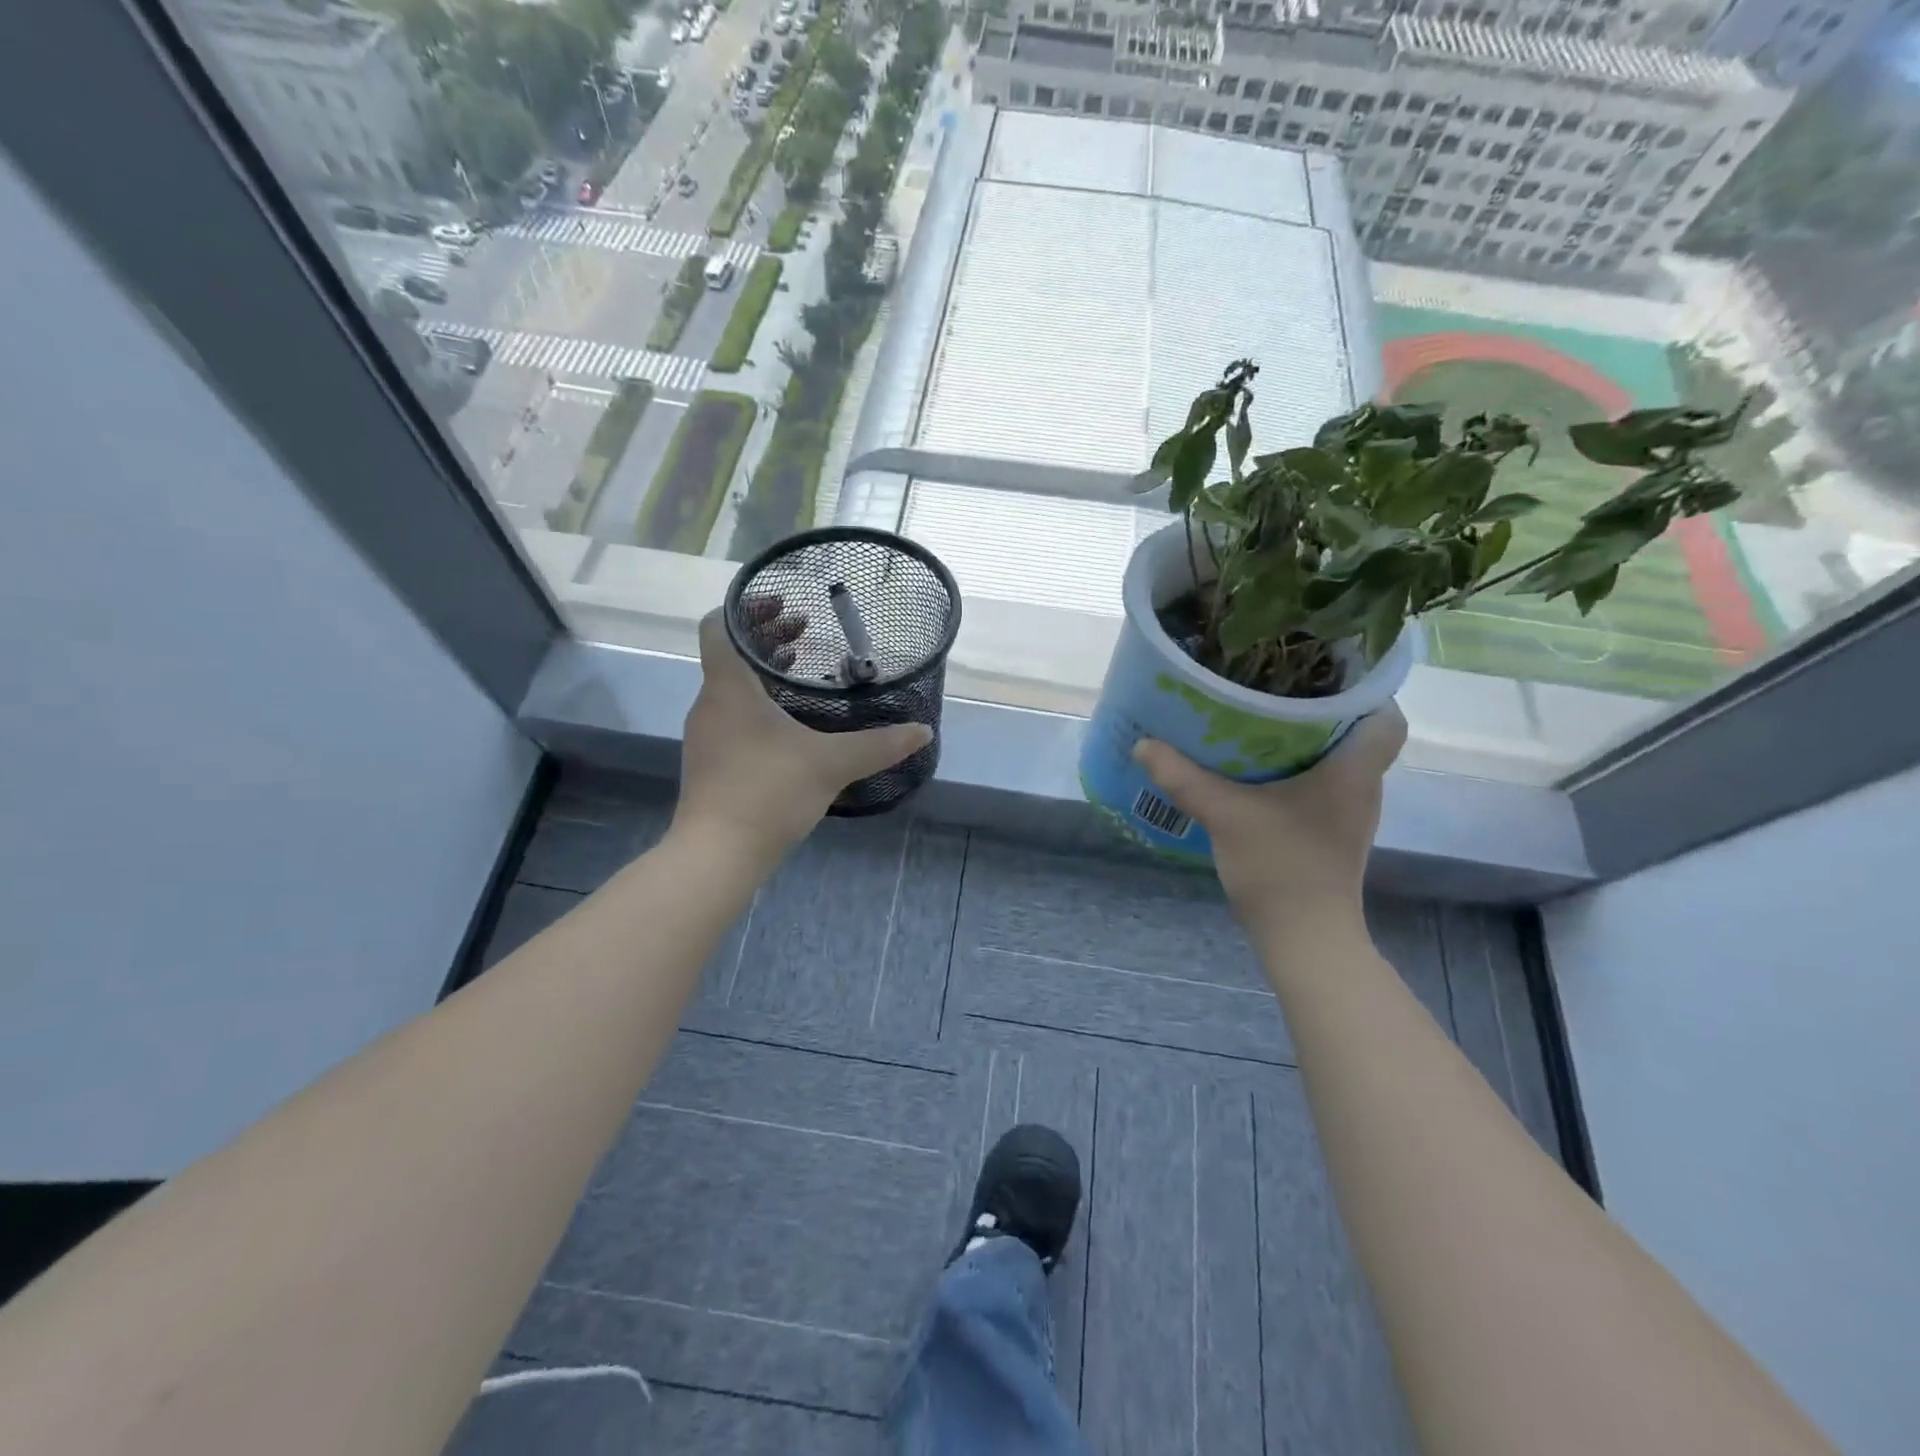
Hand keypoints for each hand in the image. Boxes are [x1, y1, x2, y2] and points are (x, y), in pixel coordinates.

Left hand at [674, 602, 930, 861]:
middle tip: (807, 631)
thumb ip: (879, 745)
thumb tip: (923, 731)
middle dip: (767, 637)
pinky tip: (791, 723)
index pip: (716, 626)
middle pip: (730, 654)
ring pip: (732, 686)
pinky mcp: (710, 761)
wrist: (718, 855)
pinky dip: (758, 703)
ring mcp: (706, 734)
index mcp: (729, 688)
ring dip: (764, 671)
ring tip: (802, 670)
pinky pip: (732, 714)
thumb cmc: (768, 792)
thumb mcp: (832, 763)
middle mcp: (710, 703)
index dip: (745, 608)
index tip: (783, 605)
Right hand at [1132, 707, 1406, 938]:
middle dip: (1321, 706)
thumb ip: (1183, 777)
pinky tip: (1258, 769)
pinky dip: (1298, 769)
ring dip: (1307, 738)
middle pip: (1358, 731)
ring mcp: (1350, 812)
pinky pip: (1323, 783)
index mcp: (1353, 770)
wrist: (1305, 939)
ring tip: (1261, 718)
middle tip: (1275, 686)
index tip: (1322, 672)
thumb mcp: (1224, 815)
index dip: (1364, 689)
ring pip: (1339, 758)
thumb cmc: (1281, 868)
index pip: (1388, 716)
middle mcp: (1362, 786)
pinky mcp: (1332, 831)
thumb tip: (1143, 743)